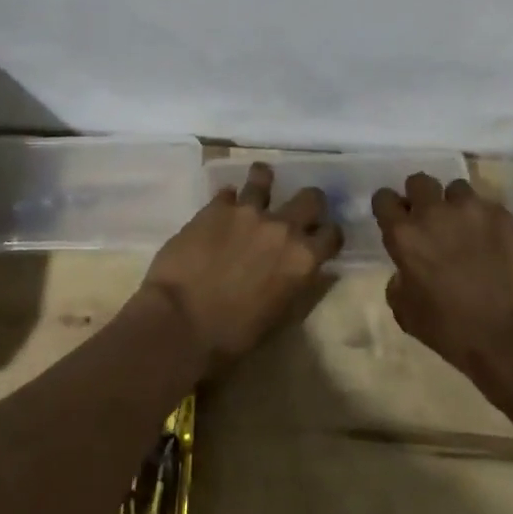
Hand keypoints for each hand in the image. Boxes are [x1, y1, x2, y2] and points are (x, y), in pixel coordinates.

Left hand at [139, 162, 342, 377]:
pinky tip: (222, 207)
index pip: (332, 234)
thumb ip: (295, 286)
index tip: (321, 237)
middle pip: (310, 197)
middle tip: (300, 208)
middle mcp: (282, 227)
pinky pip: (227, 192)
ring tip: (260, 180)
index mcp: (302, 259)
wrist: (179, 322)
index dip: (328, 235)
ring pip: (264, 178)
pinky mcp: (215, 207)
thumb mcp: (278, 317)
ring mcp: (248, 212)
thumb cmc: (231, 336)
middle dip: (309, 202)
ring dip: (264, 180)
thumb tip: (304, 271)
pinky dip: (228, 200)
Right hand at [374, 174, 512, 401]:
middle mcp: (434, 213)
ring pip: (455, 189)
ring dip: (455, 206)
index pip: (384, 198)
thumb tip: (405, 272)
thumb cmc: (455, 333)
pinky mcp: (503, 215)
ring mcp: (471, 209)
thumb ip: (399, 283)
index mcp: (405, 236)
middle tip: (430, 221)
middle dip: (420, 197)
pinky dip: (485, 220)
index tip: (396, 219)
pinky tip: (494, 243)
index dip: (389, 207)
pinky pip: (487, 206)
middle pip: (419, 181)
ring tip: (466, 229)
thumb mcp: (408, 315)